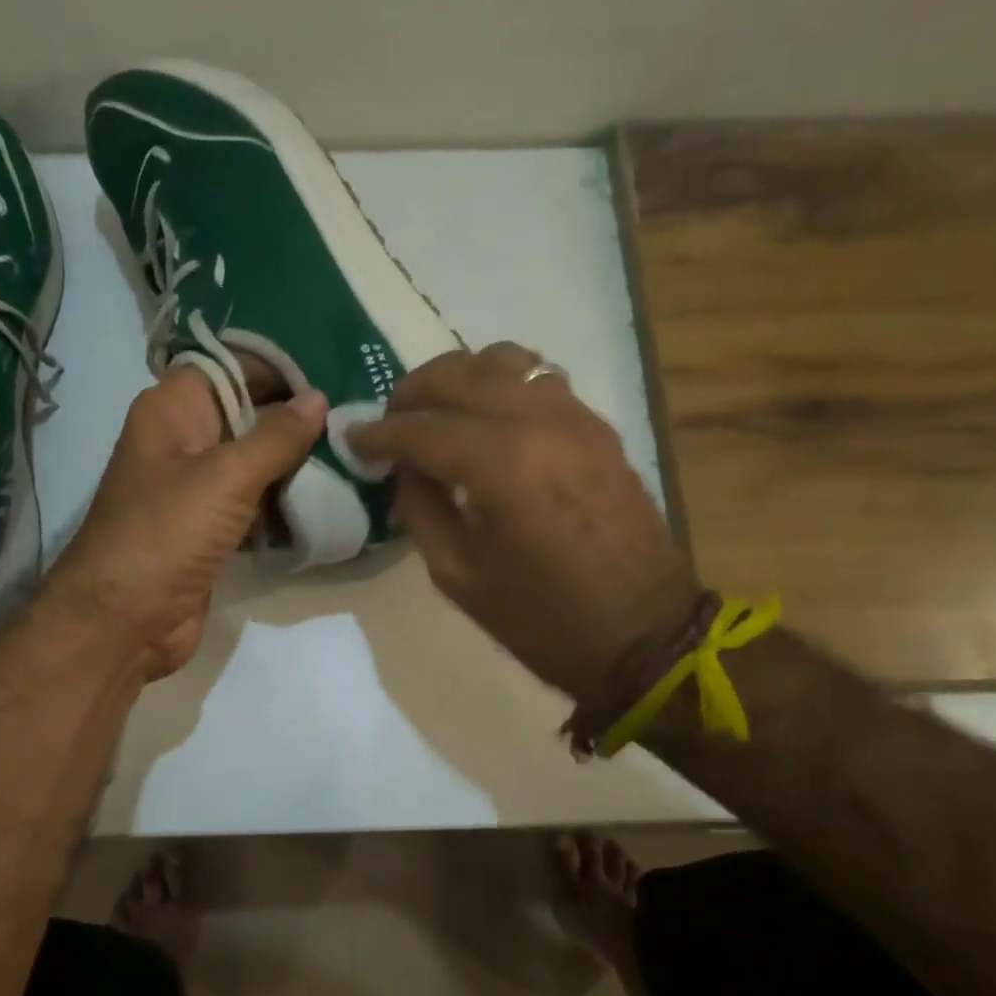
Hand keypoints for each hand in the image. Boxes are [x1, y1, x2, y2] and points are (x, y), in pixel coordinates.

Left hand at [45, 368, 327, 680]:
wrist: (123, 621)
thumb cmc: (167, 533)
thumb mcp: (226, 476)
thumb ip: (276, 436)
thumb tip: (318, 398)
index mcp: (173, 410)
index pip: (231, 367)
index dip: (279, 367)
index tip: (334, 373)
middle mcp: (183, 441)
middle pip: (247, 414)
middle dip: (296, 419)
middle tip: (355, 418)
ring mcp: (195, 489)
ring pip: (254, 463)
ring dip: (296, 465)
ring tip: (354, 456)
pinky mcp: (209, 530)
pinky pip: (253, 505)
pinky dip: (283, 504)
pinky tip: (329, 500)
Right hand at [348, 343, 698, 706]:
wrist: (643, 634)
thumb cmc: (541, 619)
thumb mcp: (458, 576)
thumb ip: (421, 510)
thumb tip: (404, 469)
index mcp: (500, 465)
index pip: (421, 428)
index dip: (379, 433)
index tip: (353, 440)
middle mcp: (537, 422)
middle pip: (458, 375)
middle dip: (412, 393)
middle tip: (389, 422)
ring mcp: (574, 416)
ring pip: (502, 361)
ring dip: (456, 378)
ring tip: (435, 411)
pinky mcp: (597, 425)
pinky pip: (538, 378)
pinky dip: (499, 383)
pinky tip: (484, 415)